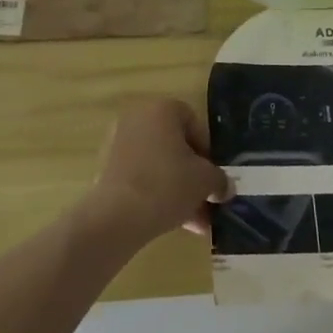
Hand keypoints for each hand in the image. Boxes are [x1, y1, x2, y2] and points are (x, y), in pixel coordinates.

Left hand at [87, 98, 230, 244]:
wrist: (117, 216)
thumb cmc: (167, 184)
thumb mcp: (205, 181)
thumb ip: (220, 180)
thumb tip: (224, 188)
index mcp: (161, 109)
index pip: (192, 121)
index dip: (208, 149)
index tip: (214, 174)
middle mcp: (137, 119)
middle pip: (175, 145)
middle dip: (194, 175)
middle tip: (207, 200)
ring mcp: (119, 143)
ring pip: (159, 165)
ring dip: (179, 190)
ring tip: (196, 222)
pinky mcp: (108, 169)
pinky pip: (141, 177)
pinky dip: (157, 195)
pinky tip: (175, 223)